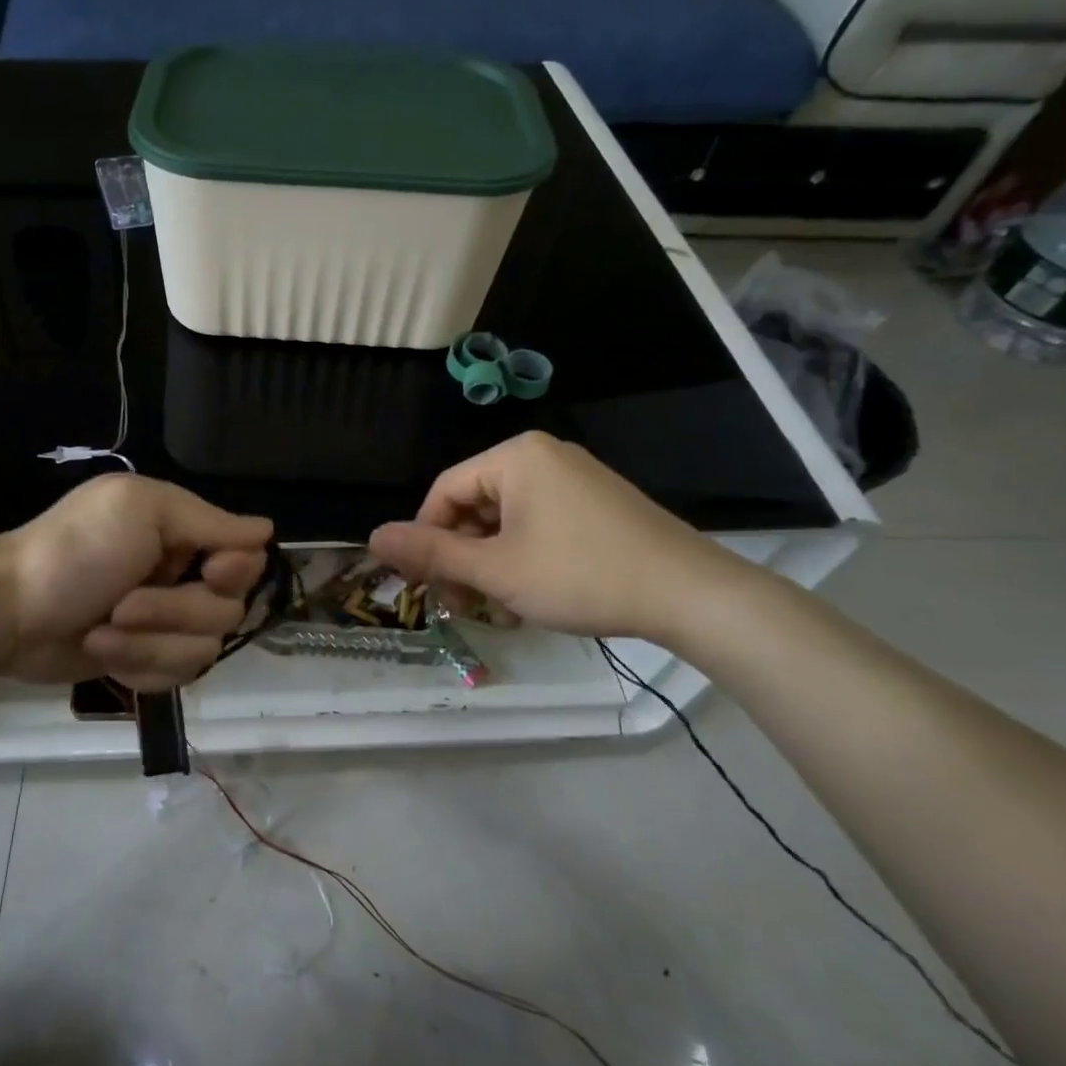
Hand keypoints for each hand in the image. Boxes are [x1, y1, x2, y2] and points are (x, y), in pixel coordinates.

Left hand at [0, 474, 271, 689]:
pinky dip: (139, 667)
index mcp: (184, 532)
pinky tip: (103, 654)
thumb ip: (208, 521)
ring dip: (149, 644)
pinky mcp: (147, 661)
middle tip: (123, 604)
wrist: (8, 613)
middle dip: (174, 612)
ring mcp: (166, 623)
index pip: (247, 557)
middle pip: (229, 610)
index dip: (235, 571)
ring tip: (102, 632)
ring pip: (204, 650)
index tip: (209, 573)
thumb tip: (268, 530)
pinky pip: (176, 676)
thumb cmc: (73, 551)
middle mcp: (184, 575)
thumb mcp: (140, 511)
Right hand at [368, 432, 747, 643]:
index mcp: (515, 457)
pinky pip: (538, 523)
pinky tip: (530, 595)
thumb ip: (432, 553)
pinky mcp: (596, 503)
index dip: (426, 538)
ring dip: (491, 564)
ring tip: (500, 609)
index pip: (444, 491)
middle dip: (462, 557)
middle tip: (464, 605)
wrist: (691, 594)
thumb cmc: (581, 576)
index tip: (427, 585)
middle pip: (474, 505)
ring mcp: (574, 478)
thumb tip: (373, 537)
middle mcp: (543, 456)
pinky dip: (522, 557)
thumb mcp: (496, 570)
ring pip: (505, 520)